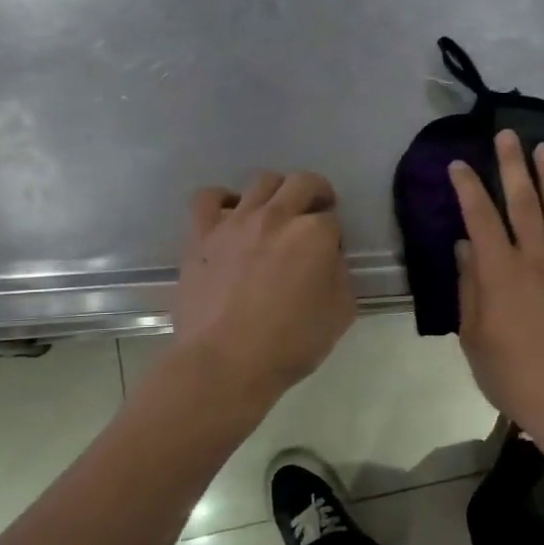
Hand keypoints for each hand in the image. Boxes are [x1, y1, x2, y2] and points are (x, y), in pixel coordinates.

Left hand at [172, 171, 355, 405]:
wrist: (224, 363)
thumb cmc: (289, 345)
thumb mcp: (340, 315)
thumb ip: (341, 277)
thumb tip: (329, 260)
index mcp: (314, 234)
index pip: (332, 219)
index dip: (334, 236)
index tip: (329, 255)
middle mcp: (277, 216)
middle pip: (302, 183)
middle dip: (315, 193)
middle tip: (314, 214)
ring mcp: (236, 222)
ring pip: (262, 181)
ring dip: (277, 191)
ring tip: (276, 213)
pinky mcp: (202, 235)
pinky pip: (209, 197)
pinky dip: (223, 199)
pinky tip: (231, 215)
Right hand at [449, 131, 543, 444]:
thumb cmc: (512, 376)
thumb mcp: (474, 338)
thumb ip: (469, 288)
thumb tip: (465, 247)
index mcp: (500, 273)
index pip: (480, 218)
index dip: (468, 187)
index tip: (458, 164)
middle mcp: (536, 260)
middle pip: (523, 203)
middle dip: (512, 166)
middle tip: (508, 135)